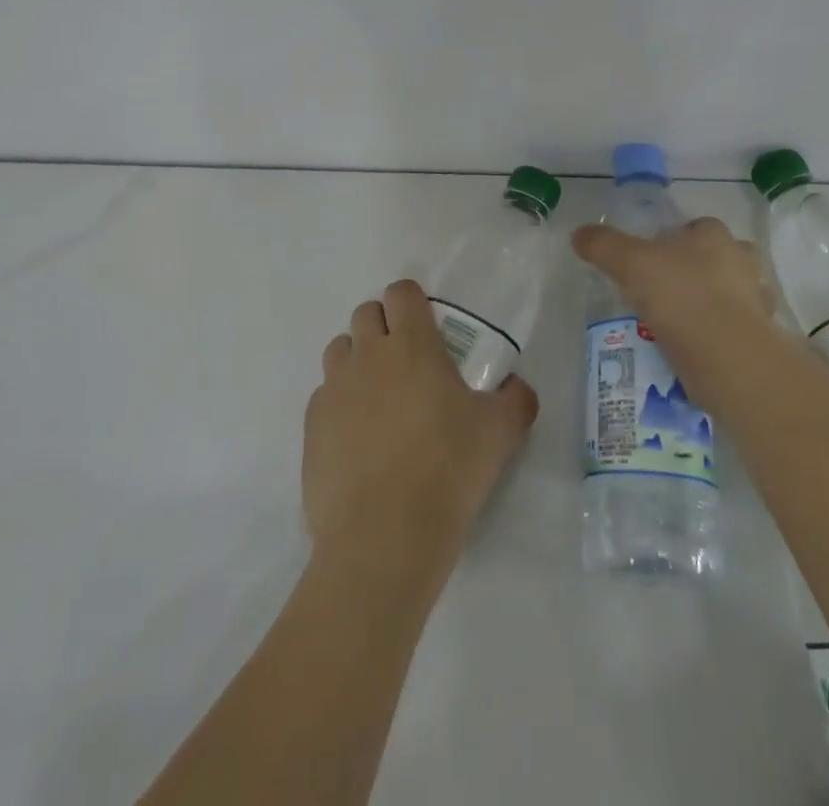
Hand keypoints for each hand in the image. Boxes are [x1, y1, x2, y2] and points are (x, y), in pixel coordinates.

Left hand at [305, 280, 538, 587]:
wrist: (382, 537)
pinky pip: (324, 395)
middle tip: (407, 362)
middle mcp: (367, 355)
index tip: (427, 324)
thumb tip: (517, 387)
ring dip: (358, 359)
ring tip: (379, 397)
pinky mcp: (311, 425)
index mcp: (411, 345)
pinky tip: (358, 438)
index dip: (413, 301)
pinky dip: (340, 403)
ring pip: (340, 350)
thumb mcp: (499, 433)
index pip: (401, 292)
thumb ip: (515, 399)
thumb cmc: (447, 471)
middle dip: (384, 326)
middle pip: (366, 313)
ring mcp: (334, 388)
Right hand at [571, 217, 775, 410]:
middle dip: (694, 271)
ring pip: (728, 294)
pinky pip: (734, 330)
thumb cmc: (681, 296)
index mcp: (715, 235)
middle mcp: (742, 261)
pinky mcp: (761, 338)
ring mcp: (756, 300)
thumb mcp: (630, 263)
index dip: (672, 240)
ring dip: (709, 304)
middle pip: (715, 258)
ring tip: (676, 325)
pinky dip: (717, 336)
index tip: (650, 261)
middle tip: (662, 292)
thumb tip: (579, 234)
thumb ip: (603, 245)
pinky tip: (694, 349)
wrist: (730, 358)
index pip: (694, 227)